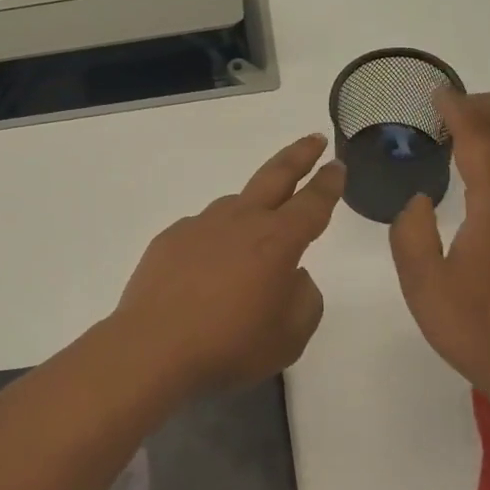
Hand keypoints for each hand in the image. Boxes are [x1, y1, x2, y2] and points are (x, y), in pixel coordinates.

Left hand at [112, 134, 345, 394]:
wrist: (153, 349)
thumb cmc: (230, 346)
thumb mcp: (290, 337)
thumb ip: (305, 299)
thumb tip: (294, 276)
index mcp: (277, 241)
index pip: (312, 203)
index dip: (329, 183)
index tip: (337, 165)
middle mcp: (240, 221)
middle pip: (275, 176)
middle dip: (299, 156)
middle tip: (314, 140)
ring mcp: (200, 225)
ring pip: (235, 205)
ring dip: (252, 208)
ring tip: (255, 235)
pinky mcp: (170, 238)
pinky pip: (203, 231)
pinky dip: (214, 241)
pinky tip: (208, 270)